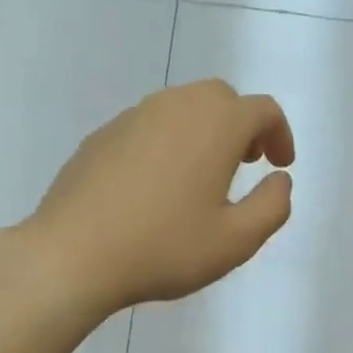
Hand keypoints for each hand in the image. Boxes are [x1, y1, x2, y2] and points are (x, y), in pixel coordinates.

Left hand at [27, 80, 294, 315]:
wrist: (72, 255)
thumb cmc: (164, 248)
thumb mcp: (236, 241)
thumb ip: (272, 206)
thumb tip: (280, 180)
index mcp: (216, 125)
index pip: (263, 110)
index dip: (280, 134)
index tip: (279, 166)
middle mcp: (177, 106)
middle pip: (223, 98)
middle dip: (243, 125)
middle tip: (246, 163)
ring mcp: (134, 116)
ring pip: (183, 106)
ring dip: (205, 129)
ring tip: (204, 173)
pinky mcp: (103, 134)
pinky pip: (150, 124)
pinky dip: (169, 140)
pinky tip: (158, 183)